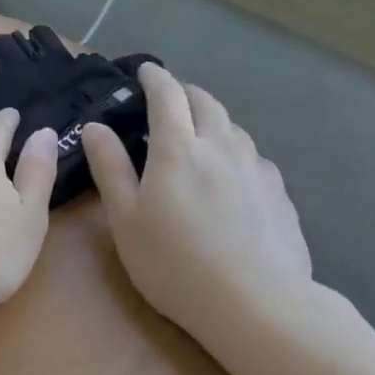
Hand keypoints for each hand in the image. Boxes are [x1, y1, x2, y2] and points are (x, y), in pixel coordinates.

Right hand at [82, 64, 315, 356]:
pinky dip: (235, 152)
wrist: (254, 303)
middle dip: (185, 93)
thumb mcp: (125, 219)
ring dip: (212, 121)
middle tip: (169, 101)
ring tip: (198, 136)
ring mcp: (256, 168)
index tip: (144, 71)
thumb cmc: (173, 262)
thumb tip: (94, 127)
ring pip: (233, 127)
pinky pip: (253, 157)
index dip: (154, 78)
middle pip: (206, 102)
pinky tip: (230, 177)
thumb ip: (110, 168)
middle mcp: (221, 146)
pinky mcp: (279, 192)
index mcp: (178, 148)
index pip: (167, 95)